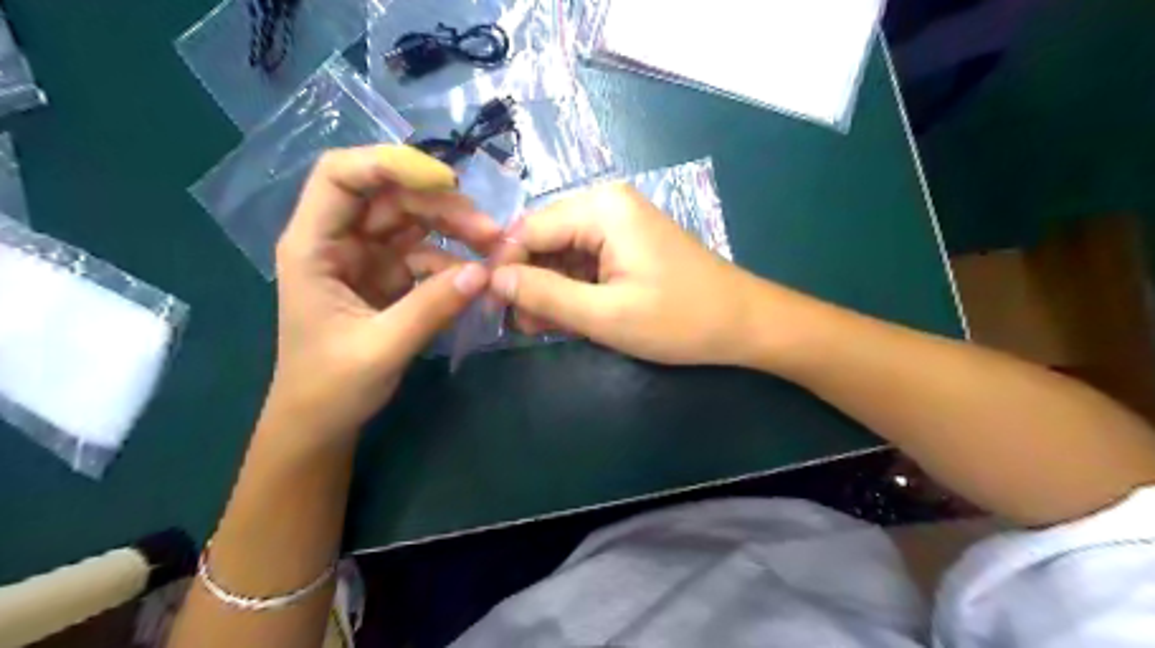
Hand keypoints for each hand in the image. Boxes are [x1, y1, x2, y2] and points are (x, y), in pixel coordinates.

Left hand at [265, 144, 500, 440]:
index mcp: (313, 246)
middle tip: (490, 231)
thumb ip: (432, 308)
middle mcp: (338, 241)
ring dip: (454, 229)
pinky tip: (475, 276)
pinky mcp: (387, 278)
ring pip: (412, 222)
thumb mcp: (382, 348)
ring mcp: (365, 258)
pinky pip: (424, 255)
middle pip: (389, 197)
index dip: (389, 164)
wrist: (321, 423)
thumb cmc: (330, 387)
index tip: (445, 182)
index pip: (341, 176)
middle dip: (441, 206)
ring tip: (493, 247)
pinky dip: (452, 260)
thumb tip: (484, 272)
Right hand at [486, 182, 764, 366]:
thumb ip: (545, 295)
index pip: (528, 229)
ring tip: (539, 328)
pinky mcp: (627, 243)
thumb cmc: (679, 320)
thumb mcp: (605, 315)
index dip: (504, 266)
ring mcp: (619, 223)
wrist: (743, 323)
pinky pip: (584, 261)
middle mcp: (606, 204)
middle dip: (528, 280)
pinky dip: (572, 289)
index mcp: (601, 208)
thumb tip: (495, 279)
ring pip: (562, 253)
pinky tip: (566, 317)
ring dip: (548, 289)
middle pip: (544, 238)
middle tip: (517, 325)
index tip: (489, 306)